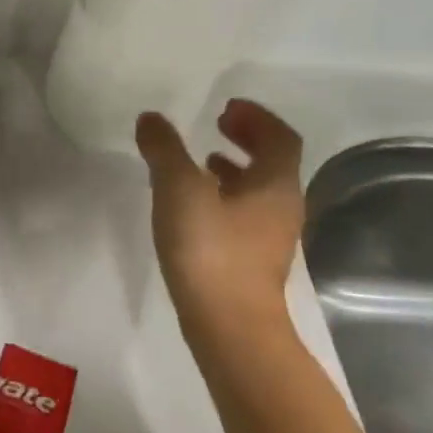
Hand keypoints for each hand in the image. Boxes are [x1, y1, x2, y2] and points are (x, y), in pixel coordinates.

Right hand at [136, 99, 304, 348]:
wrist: (229, 326)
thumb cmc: (210, 250)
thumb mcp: (179, 189)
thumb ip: (164, 150)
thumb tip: (151, 119)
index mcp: (275, 184)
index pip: (280, 137)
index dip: (256, 116)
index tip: (225, 106)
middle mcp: (281, 206)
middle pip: (273, 162)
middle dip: (247, 138)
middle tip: (216, 124)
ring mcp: (269, 237)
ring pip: (258, 189)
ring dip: (235, 167)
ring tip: (201, 160)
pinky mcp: (251, 259)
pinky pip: (244, 212)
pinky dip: (224, 195)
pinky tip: (194, 204)